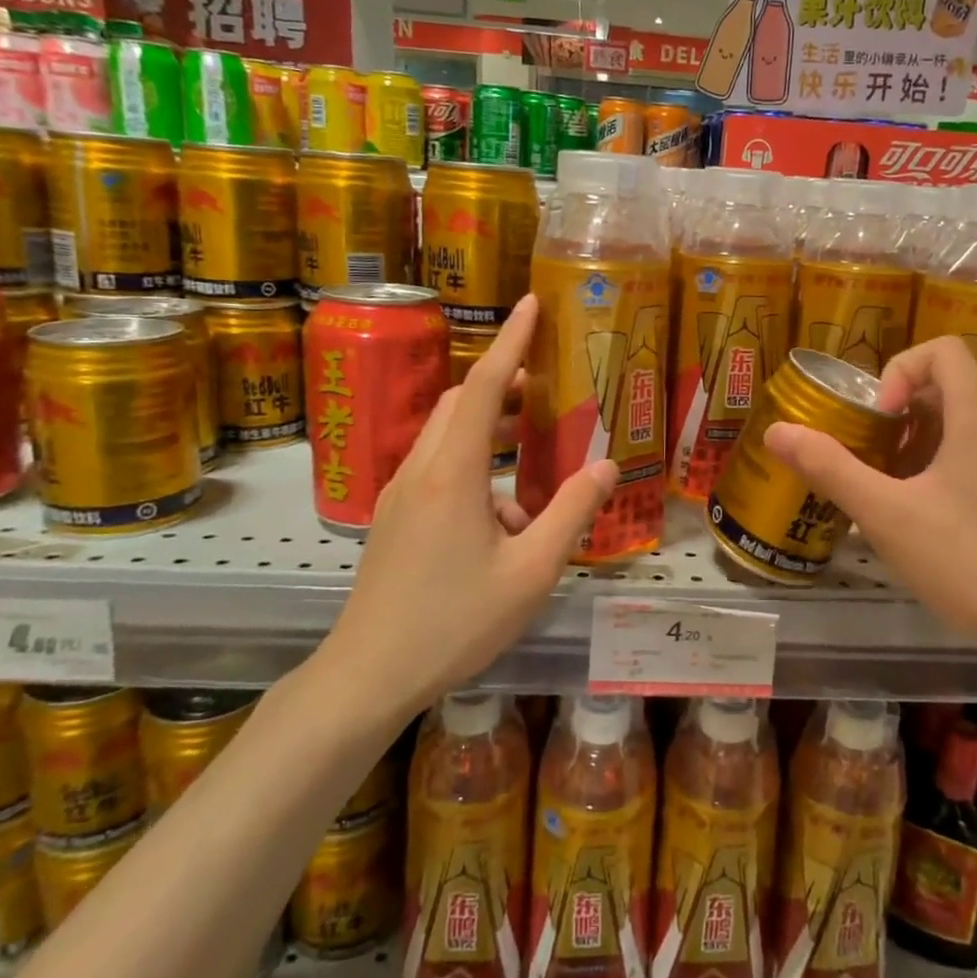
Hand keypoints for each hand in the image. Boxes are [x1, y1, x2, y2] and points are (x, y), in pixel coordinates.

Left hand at [320, 296, 617, 712]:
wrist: (369, 673)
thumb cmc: (454, 622)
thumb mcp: (530, 572)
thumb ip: (571, 513)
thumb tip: (607, 465)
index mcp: (452, 473)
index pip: (481, 386)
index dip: (510, 341)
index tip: (531, 303)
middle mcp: (420, 470)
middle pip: (458, 404)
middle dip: (500, 383)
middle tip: (544, 386)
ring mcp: (400, 494)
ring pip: (445, 436)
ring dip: (486, 428)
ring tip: (531, 451)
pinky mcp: (394, 518)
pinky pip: (436, 469)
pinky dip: (472, 466)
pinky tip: (503, 517)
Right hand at [763, 336, 976, 663]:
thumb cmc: (970, 560)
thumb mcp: (886, 515)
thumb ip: (829, 468)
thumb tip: (776, 431)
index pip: (940, 350)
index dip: (898, 372)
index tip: (878, 419)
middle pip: (946, 387)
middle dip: (897, 414)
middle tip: (871, 456)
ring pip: (959, 426)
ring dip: (915, 444)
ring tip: (890, 491)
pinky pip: (976, 457)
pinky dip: (940, 469)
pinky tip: (923, 520)